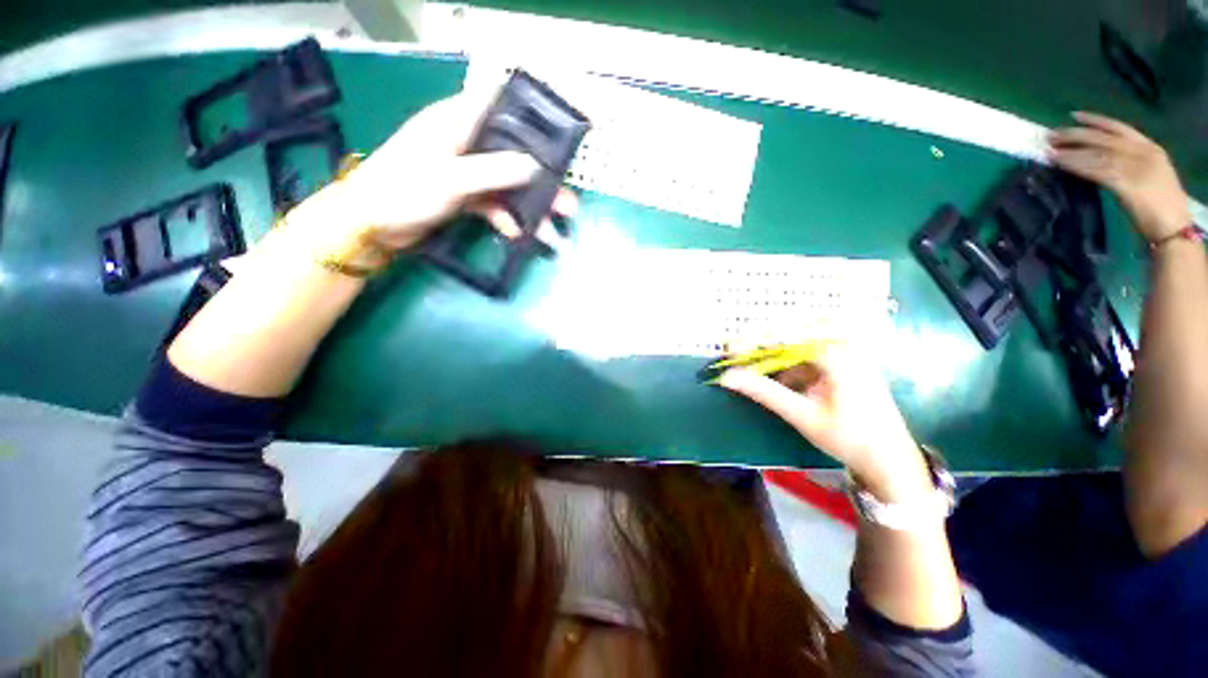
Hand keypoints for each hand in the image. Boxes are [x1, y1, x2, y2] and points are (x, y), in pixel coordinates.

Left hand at [287, 91, 577, 254]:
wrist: (372, 226)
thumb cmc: (404, 190)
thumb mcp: (451, 178)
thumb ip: (494, 171)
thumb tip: (535, 166)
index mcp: (457, 122)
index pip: (500, 106)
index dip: (531, 117)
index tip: (560, 136)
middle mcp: (465, 142)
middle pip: (513, 155)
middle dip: (542, 180)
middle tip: (568, 203)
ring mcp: (466, 171)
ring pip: (508, 185)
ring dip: (530, 207)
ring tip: (553, 230)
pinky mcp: (464, 196)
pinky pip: (494, 205)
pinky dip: (507, 219)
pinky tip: (518, 234)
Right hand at [718, 344, 931, 501]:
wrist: (891, 460)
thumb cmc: (849, 438)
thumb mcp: (802, 415)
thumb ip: (764, 392)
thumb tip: (728, 377)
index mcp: (837, 355)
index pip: (786, 337)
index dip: (753, 341)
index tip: (729, 349)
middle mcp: (843, 347)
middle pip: (791, 337)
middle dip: (762, 347)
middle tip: (737, 356)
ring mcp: (845, 356)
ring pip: (798, 348)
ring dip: (774, 359)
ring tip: (753, 371)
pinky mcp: (843, 366)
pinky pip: (809, 359)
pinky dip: (789, 368)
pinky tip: (781, 382)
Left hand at [1048, 111, 1191, 242]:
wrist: (1173, 227)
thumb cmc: (1161, 205)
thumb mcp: (1149, 174)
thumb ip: (1130, 163)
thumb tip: (1099, 157)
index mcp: (1151, 147)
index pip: (1118, 127)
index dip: (1095, 121)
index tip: (1073, 116)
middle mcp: (1143, 151)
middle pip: (1103, 137)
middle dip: (1075, 134)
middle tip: (1050, 134)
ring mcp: (1136, 166)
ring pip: (1096, 153)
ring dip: (1070, 151)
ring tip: (1048, 150)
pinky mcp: (1126, 183)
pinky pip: (1096, 170)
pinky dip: (1076, 165)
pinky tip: (1060, 164)